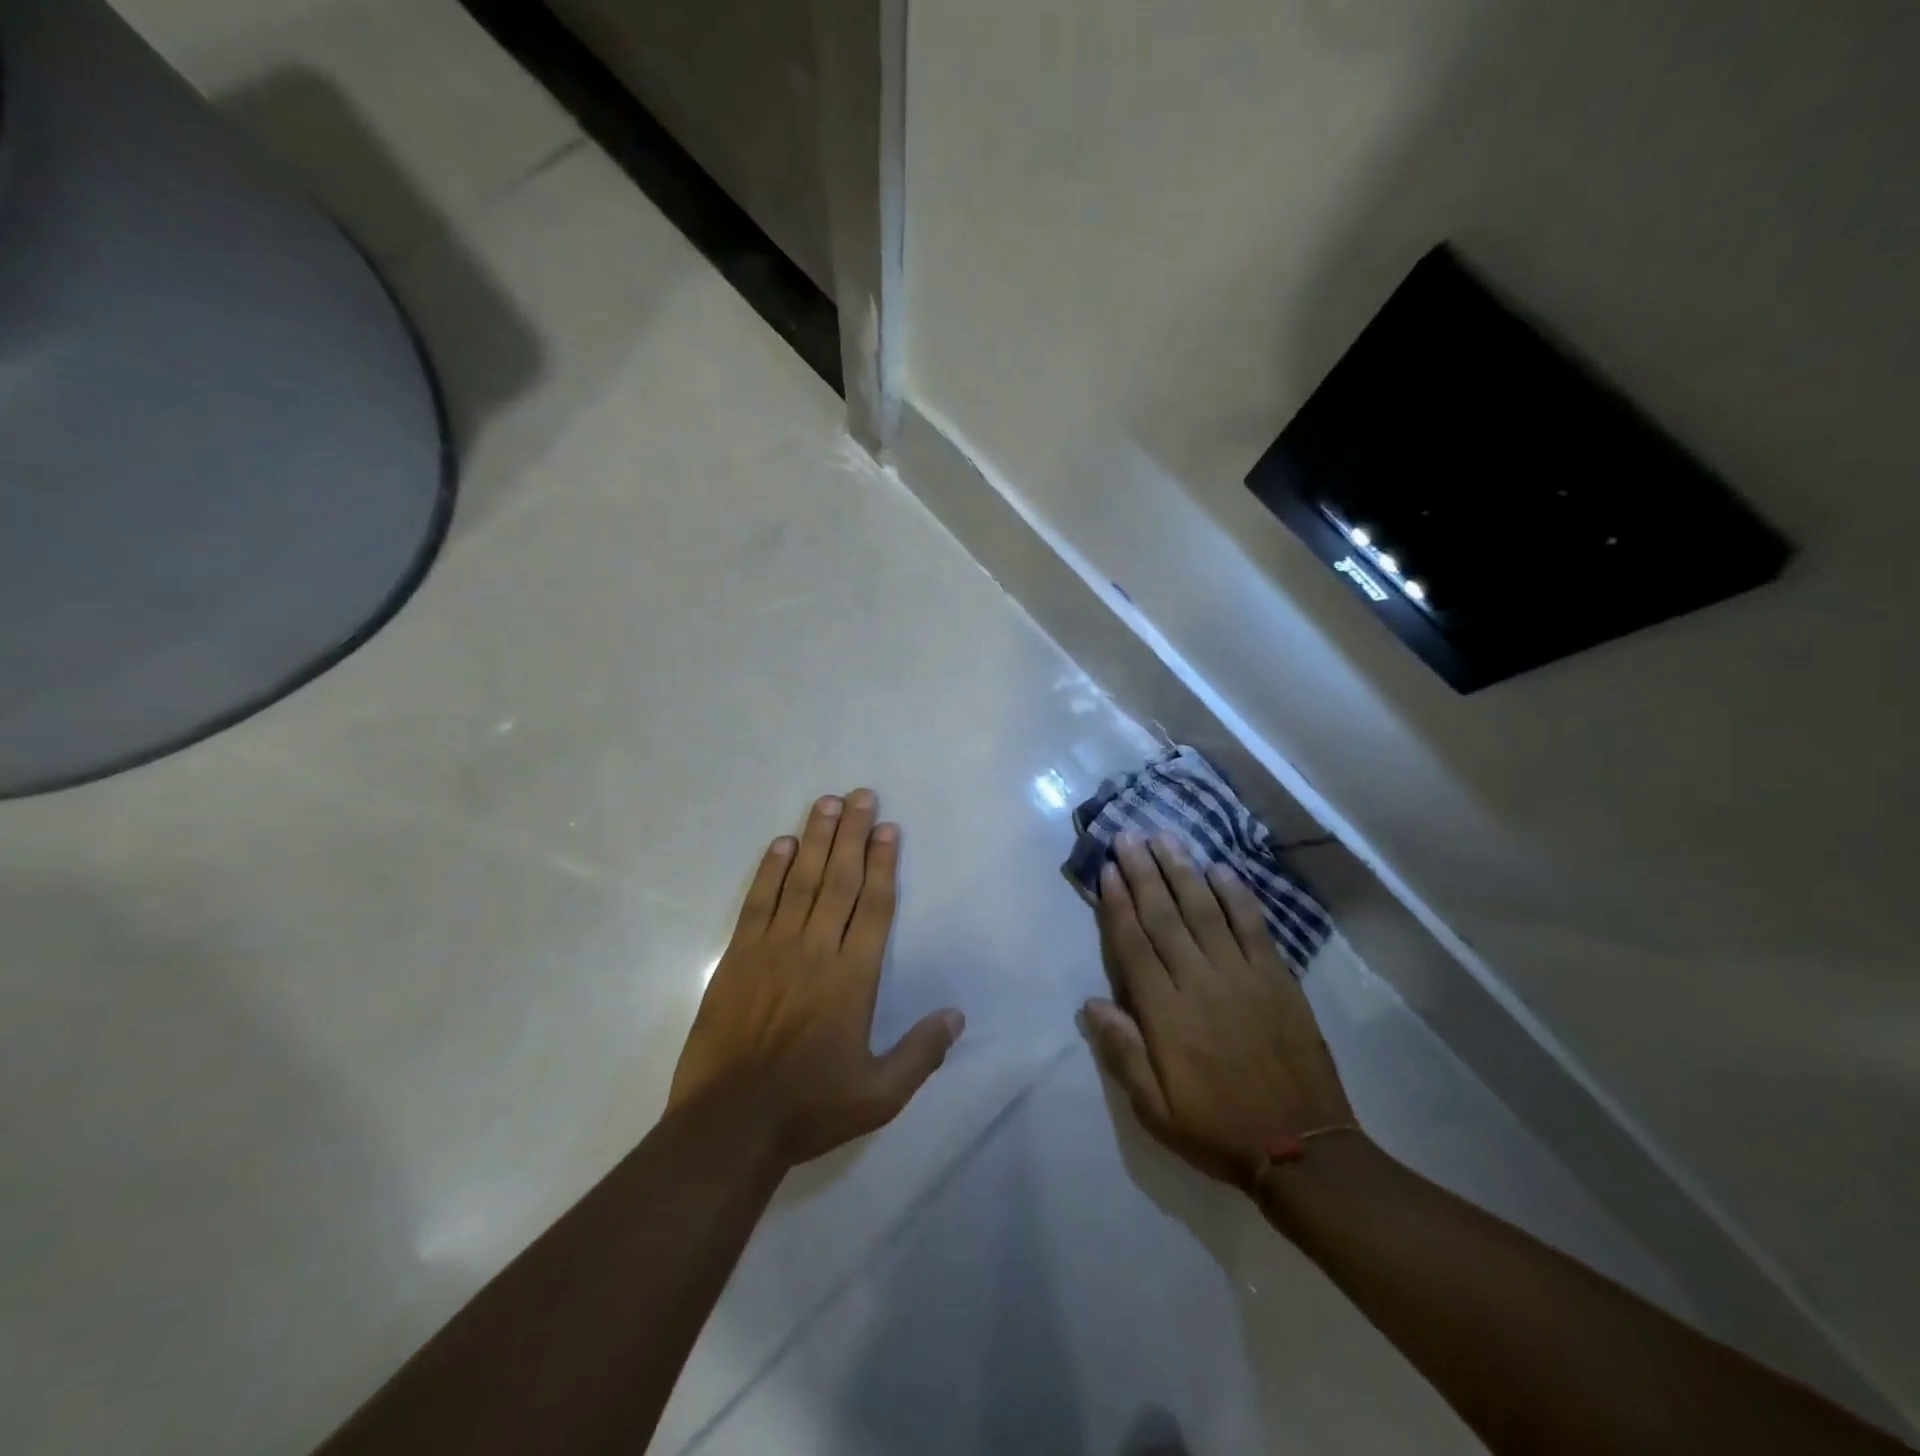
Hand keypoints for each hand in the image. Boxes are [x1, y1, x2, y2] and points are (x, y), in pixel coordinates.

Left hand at [668, 790, 964, 1167]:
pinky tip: (782, 844)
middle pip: (841, 880)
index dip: (885, 863)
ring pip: (801, 881)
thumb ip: (921, 1053)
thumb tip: (957, 1015)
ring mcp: (773, 949)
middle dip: (854, 834)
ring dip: (817, 838)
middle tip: (863, 794)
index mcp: (853, 978)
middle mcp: (817, 950)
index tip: (889, 829)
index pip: (875, 906)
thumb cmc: (809, 1108)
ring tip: (828, 802)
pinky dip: (770, 870)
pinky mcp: (737, 957)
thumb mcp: (879, 1094)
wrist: (728, 1126)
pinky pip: (758, 902)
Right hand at [1084, 832, 1355, 1188]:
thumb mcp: (1155, 1110)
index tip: (1107, 869)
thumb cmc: (1217, 1127)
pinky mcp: (1277, 977)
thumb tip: (1091, 1003)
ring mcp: (1241, 975)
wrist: (1302, 1148)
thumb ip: (1123, 1053)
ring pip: (1205, 909)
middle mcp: (1199, 982)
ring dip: (1182, 870)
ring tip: (1165, 838)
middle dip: (1143, 872)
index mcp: (1165, 1013)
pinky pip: (1253, 926)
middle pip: (1164, 915)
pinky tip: (1220, 869)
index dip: (1118, 903)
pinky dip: (1236, 895)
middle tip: (1129, 835)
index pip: (1134, 944)